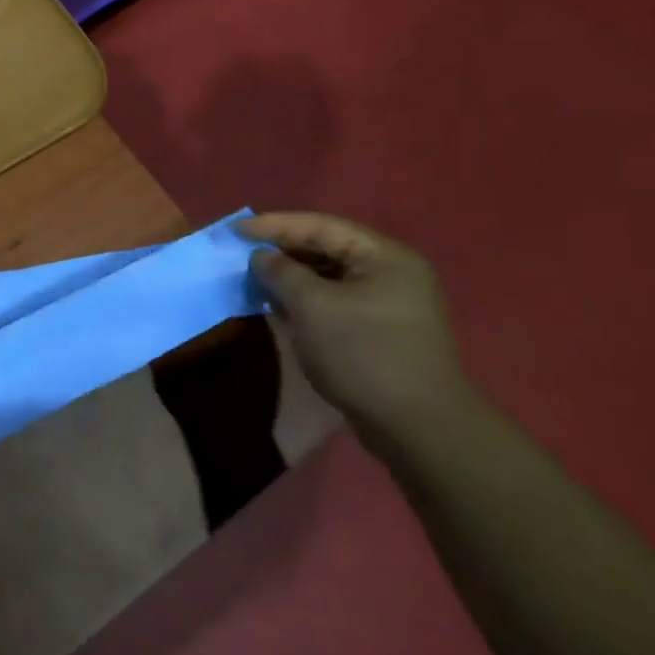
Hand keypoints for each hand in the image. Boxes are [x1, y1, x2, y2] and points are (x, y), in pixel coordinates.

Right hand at [236, 211, 469, 449]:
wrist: (419, 430)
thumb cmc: (364, 354)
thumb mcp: (312, 306)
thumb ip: (281, 272)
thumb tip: (261, 257)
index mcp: (384, 257)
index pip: (320, 226)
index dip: (274, 225)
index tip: (235, 230)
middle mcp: (392, 273)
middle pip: (326, 248)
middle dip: (282, 251)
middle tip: (242, 254)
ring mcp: (390, 304)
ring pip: (329, 277)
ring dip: (291, 278)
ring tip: (255, 280)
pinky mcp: (382, 332)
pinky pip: (336, 302)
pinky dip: (306, 301)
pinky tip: (280, 307)